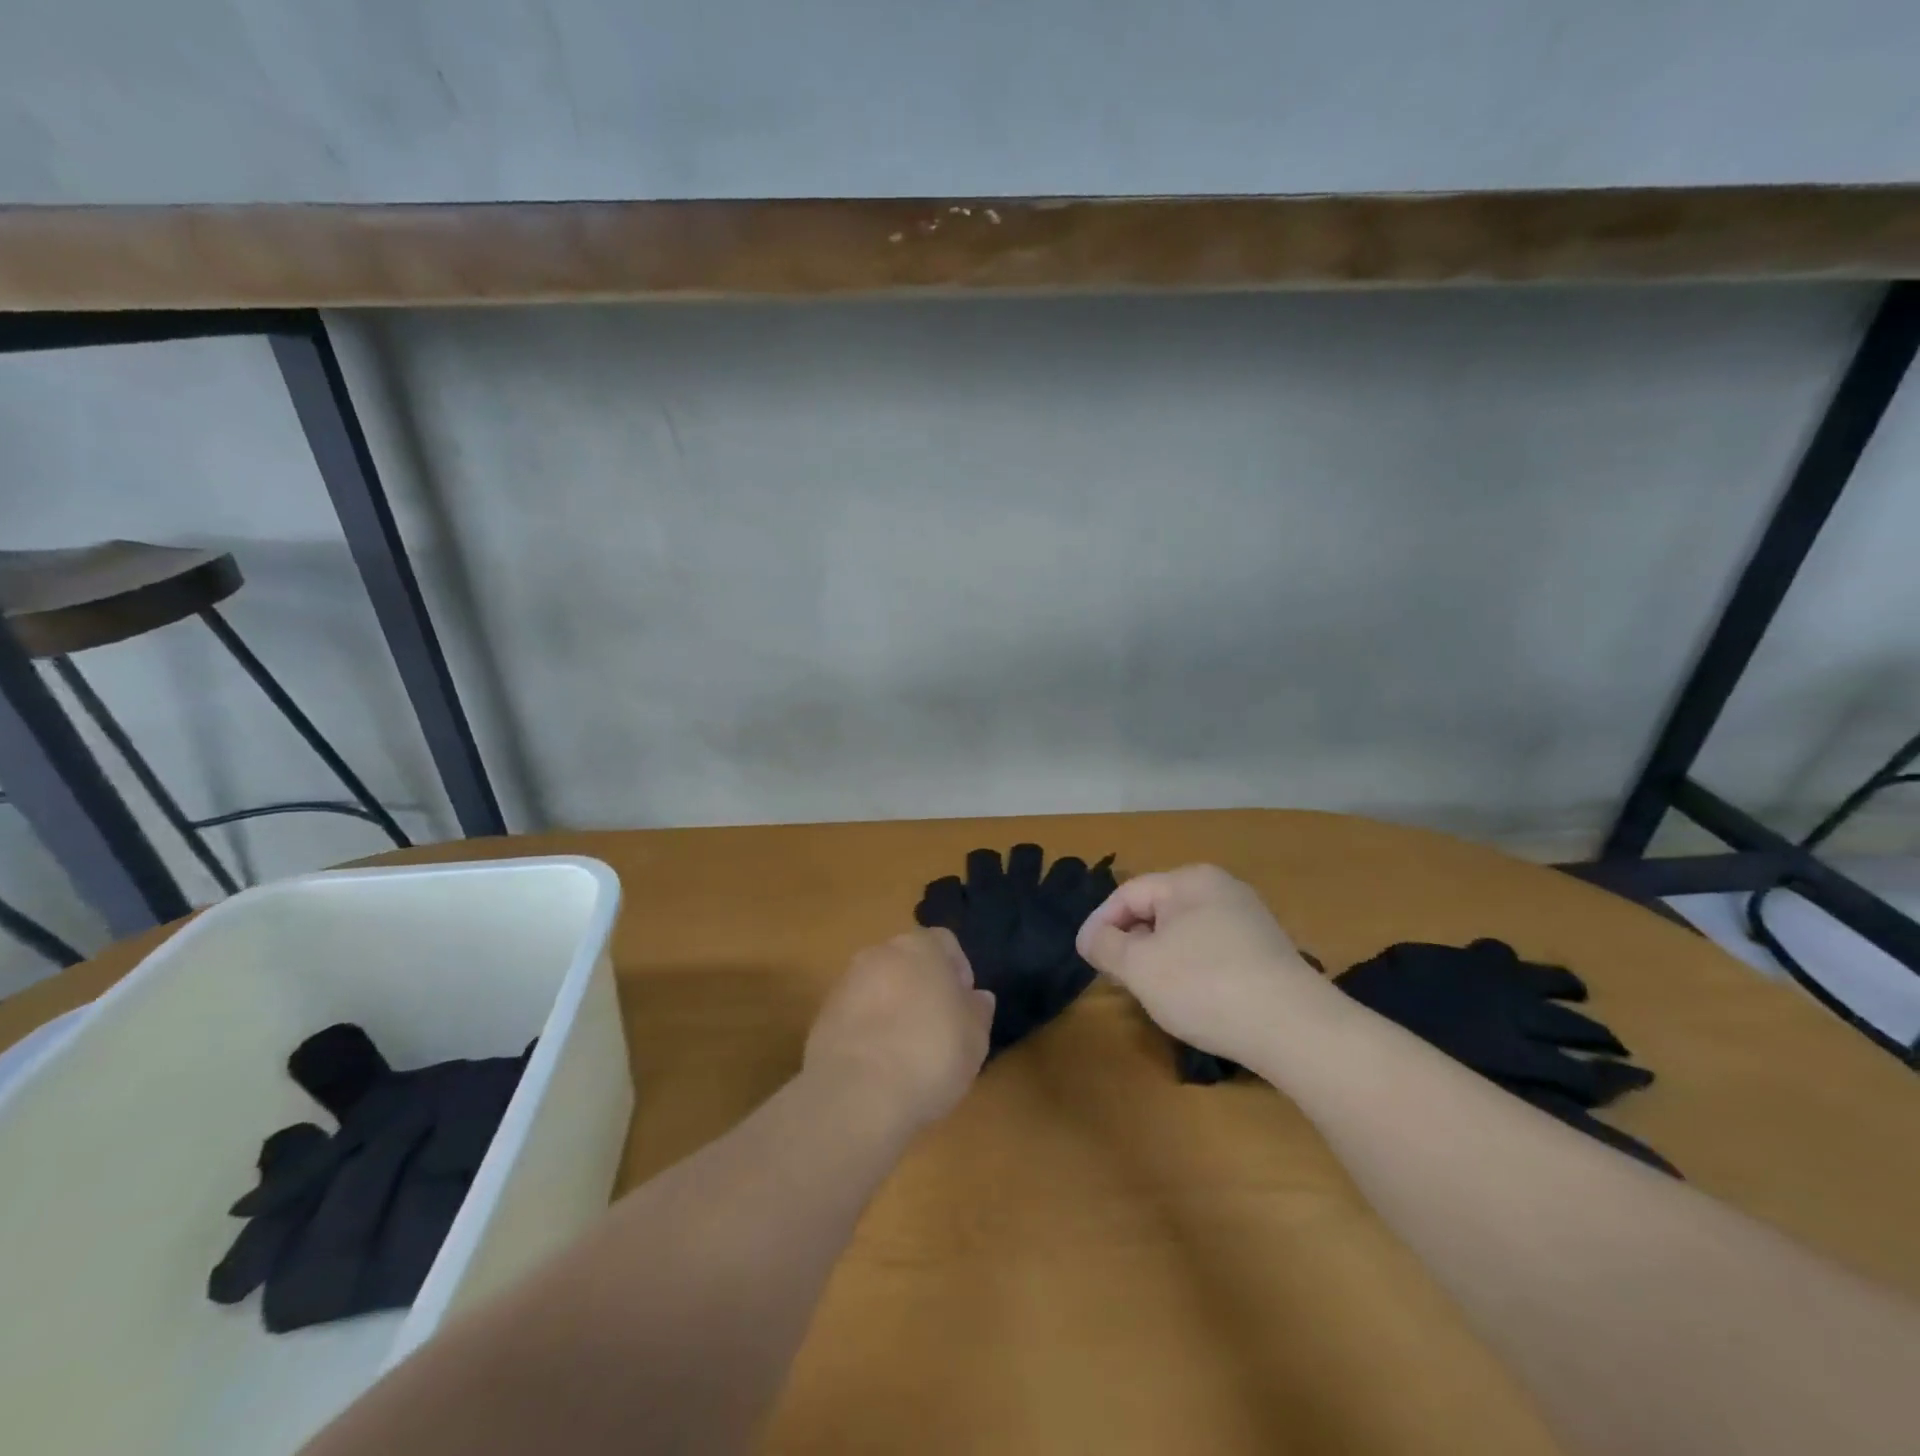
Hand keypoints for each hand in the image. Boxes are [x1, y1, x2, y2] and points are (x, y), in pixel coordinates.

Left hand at [805, 929, 994, 1129]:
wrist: (857, 1094)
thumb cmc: (930, 1055)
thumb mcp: (975, 1038)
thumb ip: (978, 1011)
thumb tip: (977, 997)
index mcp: (921, 947)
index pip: (945, 943)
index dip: (958, 971)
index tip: (964, 1006)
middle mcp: (881, 953)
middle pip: (908, 961)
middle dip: (922, 987)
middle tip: (937, 1027)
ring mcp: (847, 981)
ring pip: (879, 986)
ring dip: (892, 1007)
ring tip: (905, 1050)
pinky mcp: (823, 1014)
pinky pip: (855, 1012)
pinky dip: (867, 1029)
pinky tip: (878, 1064)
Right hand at [1076, 865, 1330, 1065]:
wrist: (1295, 1028)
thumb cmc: (1205, 986)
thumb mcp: (1139, 966)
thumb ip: (1105, 945)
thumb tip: (1091, 937)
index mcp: (1190, 880)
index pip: (1128, 893)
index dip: (1099, 923)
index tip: (1083, 956)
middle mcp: (1222, 888)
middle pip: (1157, 910)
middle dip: (1131, 941)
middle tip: (1114, 975)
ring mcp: (1249, 919)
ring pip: (1184, 932)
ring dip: (1159, 957)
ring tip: (1148, 990)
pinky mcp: (1266, 951)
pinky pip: (1211, 950)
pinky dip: (1190, 969)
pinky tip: (1191, 998)